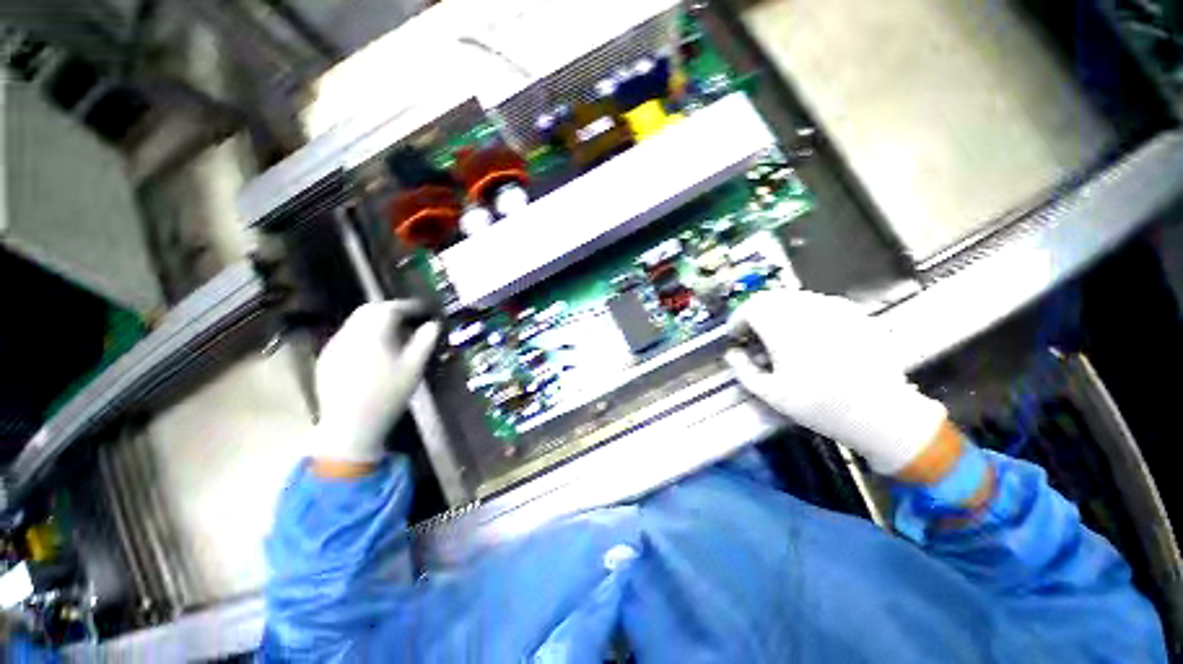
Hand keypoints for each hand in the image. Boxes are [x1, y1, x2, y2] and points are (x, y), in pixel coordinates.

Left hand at [312, 301, 440, 466]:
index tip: (425, 309)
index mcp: (371, 333)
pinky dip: (364, 334)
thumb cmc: (388, 394)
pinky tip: (375, 349)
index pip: (391, 308)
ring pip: (357, 322)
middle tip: (411, 317)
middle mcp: (349, 333)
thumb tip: (433, 324)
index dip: (410, 306)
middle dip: (392, 309)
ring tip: (396, 332)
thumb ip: (425, 341)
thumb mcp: (414, 367)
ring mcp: (334, 345)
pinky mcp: (327, 358)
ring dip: (377, 320)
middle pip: (369, 310)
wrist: (350, 425)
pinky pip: (348, 336)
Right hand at [724, 290, 946, 474]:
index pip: (749, 308)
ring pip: (794, 297)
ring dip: (778, 311)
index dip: (737, 320)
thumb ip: (743, 370)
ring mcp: (833, 308)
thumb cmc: (818, 404)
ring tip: (779, 334)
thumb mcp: (770, 393)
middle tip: (754, 334)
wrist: (880, 412)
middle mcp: (806, 310)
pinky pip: (818, 303)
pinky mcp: (853, 313)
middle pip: (770, 297)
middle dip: (755, 313)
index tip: (736, 335)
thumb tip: (732, 354)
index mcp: (782, 327)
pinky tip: (809, 335)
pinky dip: (803, 313)